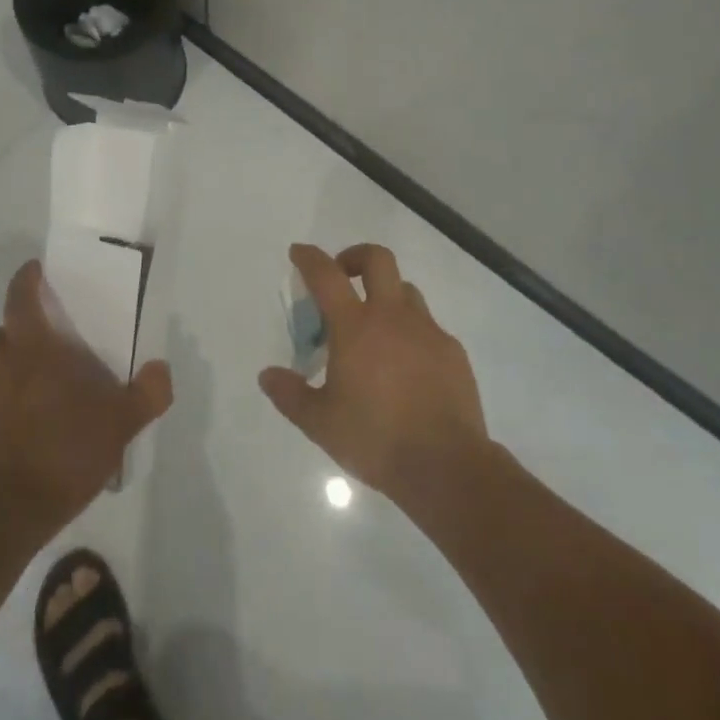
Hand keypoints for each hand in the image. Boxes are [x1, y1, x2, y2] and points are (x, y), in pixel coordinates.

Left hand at [0, 259, 173, 537]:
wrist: (6, 514)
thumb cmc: (63, 449)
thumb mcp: (120, 422)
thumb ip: (147, 394)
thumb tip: (161, 370)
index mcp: (33, 349)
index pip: (19, 298)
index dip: (25, 280)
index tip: (36, 271)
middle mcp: (3, 368)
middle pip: (1, 333)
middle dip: (19, 328)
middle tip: (48, 336)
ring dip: (14, 368)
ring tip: (48, 385)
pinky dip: (11, 405)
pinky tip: (38, 427)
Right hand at [259, 243, 489, 505]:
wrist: (447, 466)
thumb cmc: (376, 439)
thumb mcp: (320, 423)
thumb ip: (291, 395)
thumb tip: (267, 375)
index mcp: (355, 326)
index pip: (326, 275)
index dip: (309, 258)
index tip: (299, 253)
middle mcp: (392, 316)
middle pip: (377, 259)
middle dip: (355, 256)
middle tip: (343, 276)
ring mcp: (427, 330)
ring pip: (406, 290)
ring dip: (386, 295)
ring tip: (375, 328)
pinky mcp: (452, 351)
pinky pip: (428, 327)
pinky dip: (411, 332)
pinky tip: (407, 365)